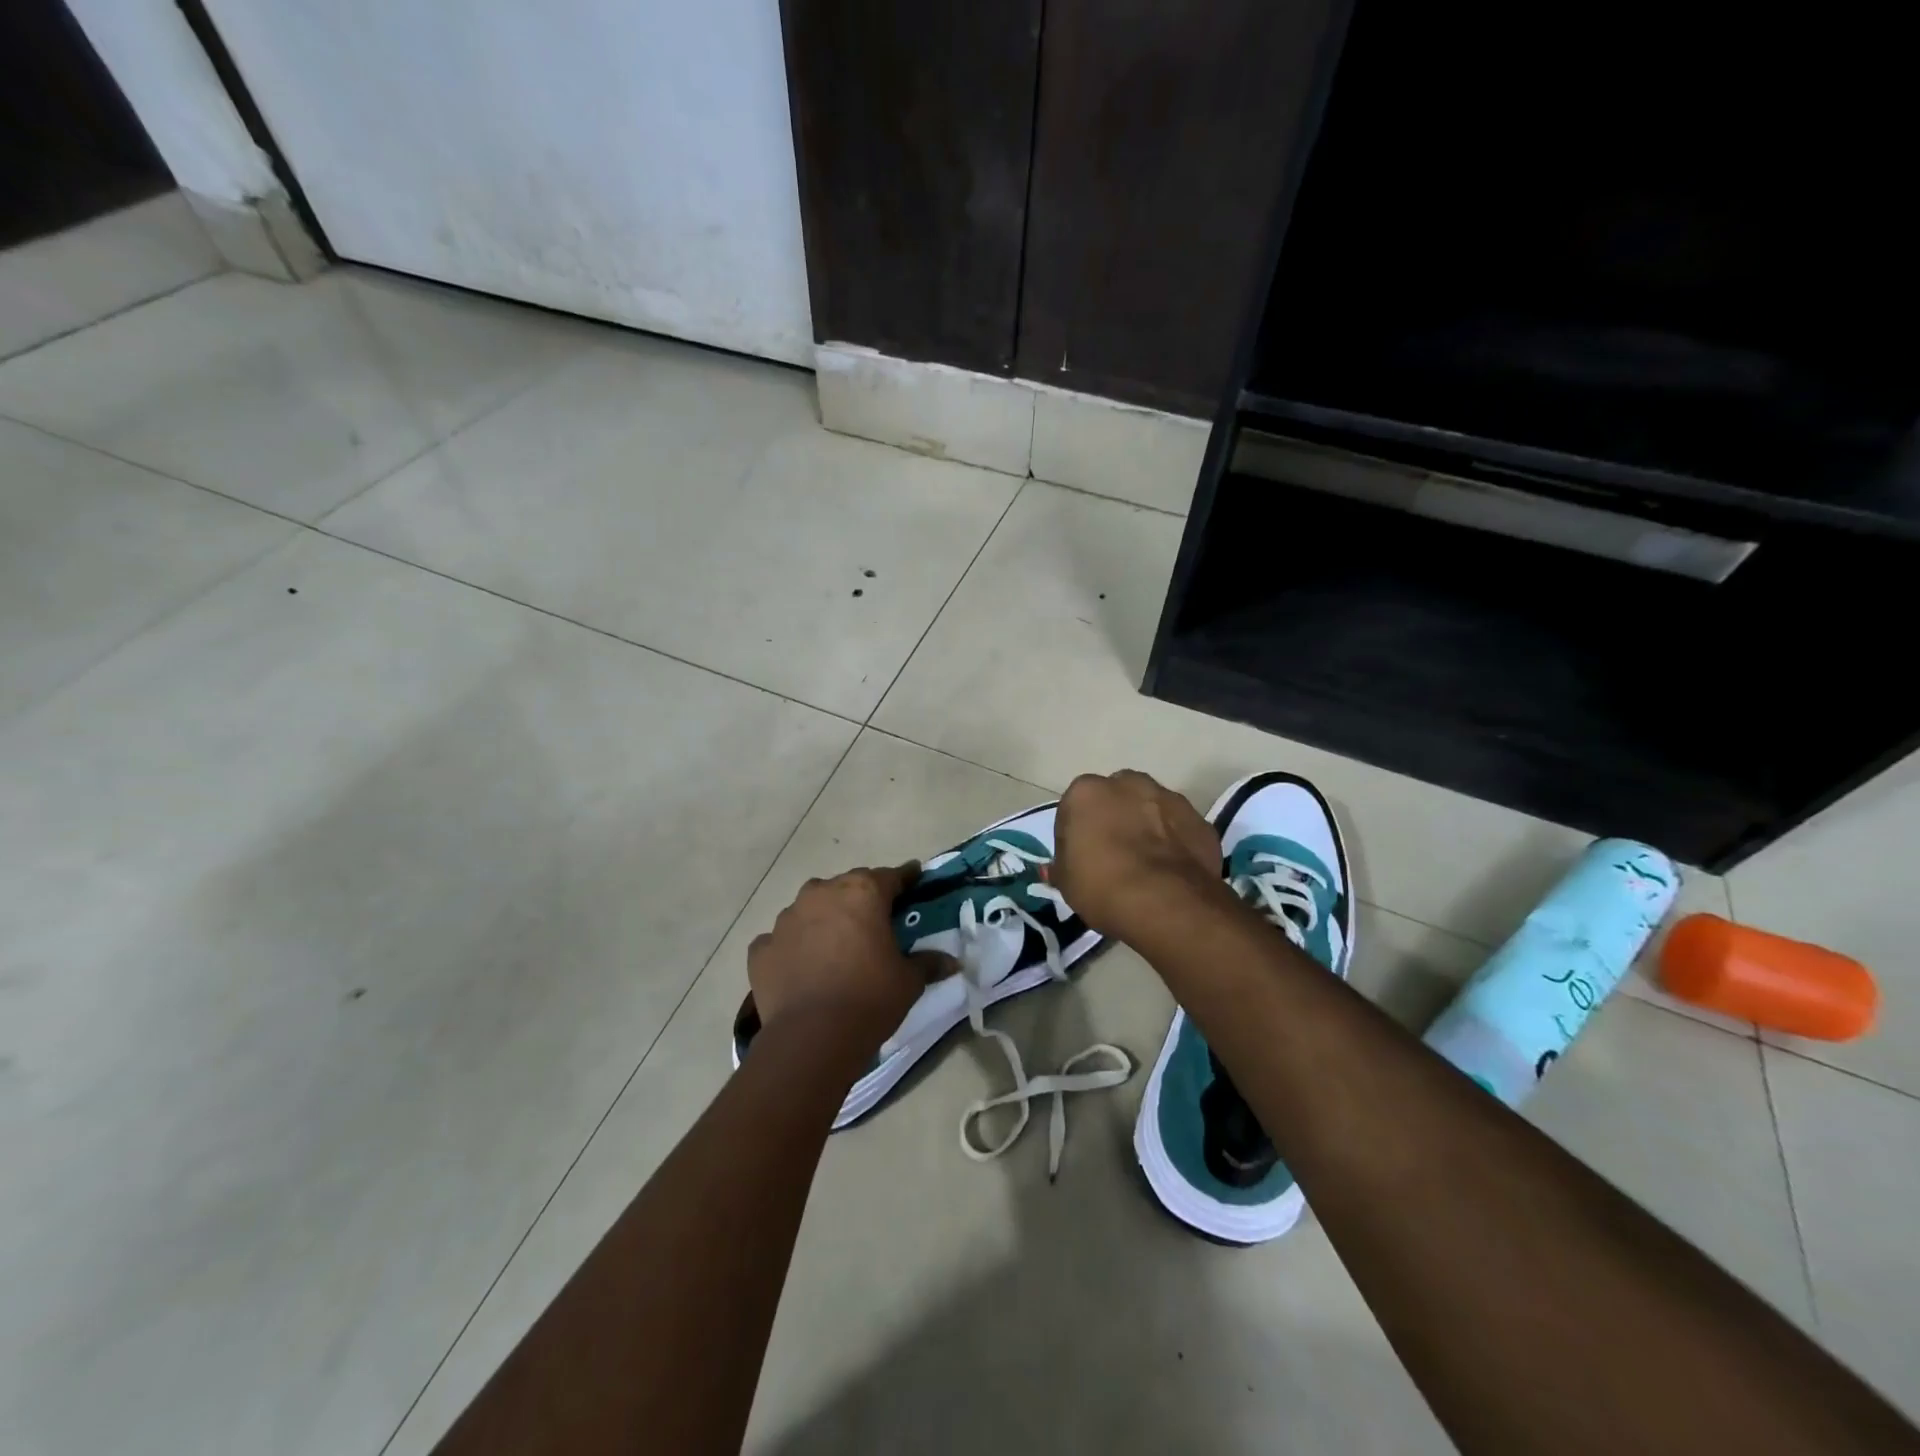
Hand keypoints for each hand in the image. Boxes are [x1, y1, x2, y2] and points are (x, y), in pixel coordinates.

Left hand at [747, 864, 953, 1049]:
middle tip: (874, 922)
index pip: (890, 876)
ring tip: (834, 947)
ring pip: (810, 908)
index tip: (914, 877)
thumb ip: (928, 963)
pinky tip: (800, 967)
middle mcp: (822, 894)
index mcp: (862, 893)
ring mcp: (787, 919)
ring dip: (824, 920)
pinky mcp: (762, 948)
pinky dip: (792, 947)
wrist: (812, 1037)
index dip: (905, 878)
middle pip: (847, 887)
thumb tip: (952, 961)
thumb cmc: (870, 998)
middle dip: (861, 900)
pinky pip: (781, 940)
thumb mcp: (908, 981)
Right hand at [1051, 770, 1222, 939]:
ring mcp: (1168, 797)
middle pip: (1116, 798)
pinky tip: (1171, 871)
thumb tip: (1061, 866)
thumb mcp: (1066, 883)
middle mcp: (1128, 783)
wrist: (1166, 903)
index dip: (1076, 834)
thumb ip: (1063, 865)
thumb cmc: (1102, 886)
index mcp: (1086, 791)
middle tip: (1113, 855)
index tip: (1081, 858)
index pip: (1074, 808)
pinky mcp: (1199, 819)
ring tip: (1146, 864)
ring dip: (1147, 826)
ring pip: (1151, 808)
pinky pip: (1179, 828)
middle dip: (1114, 818)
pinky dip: (1175, 842)